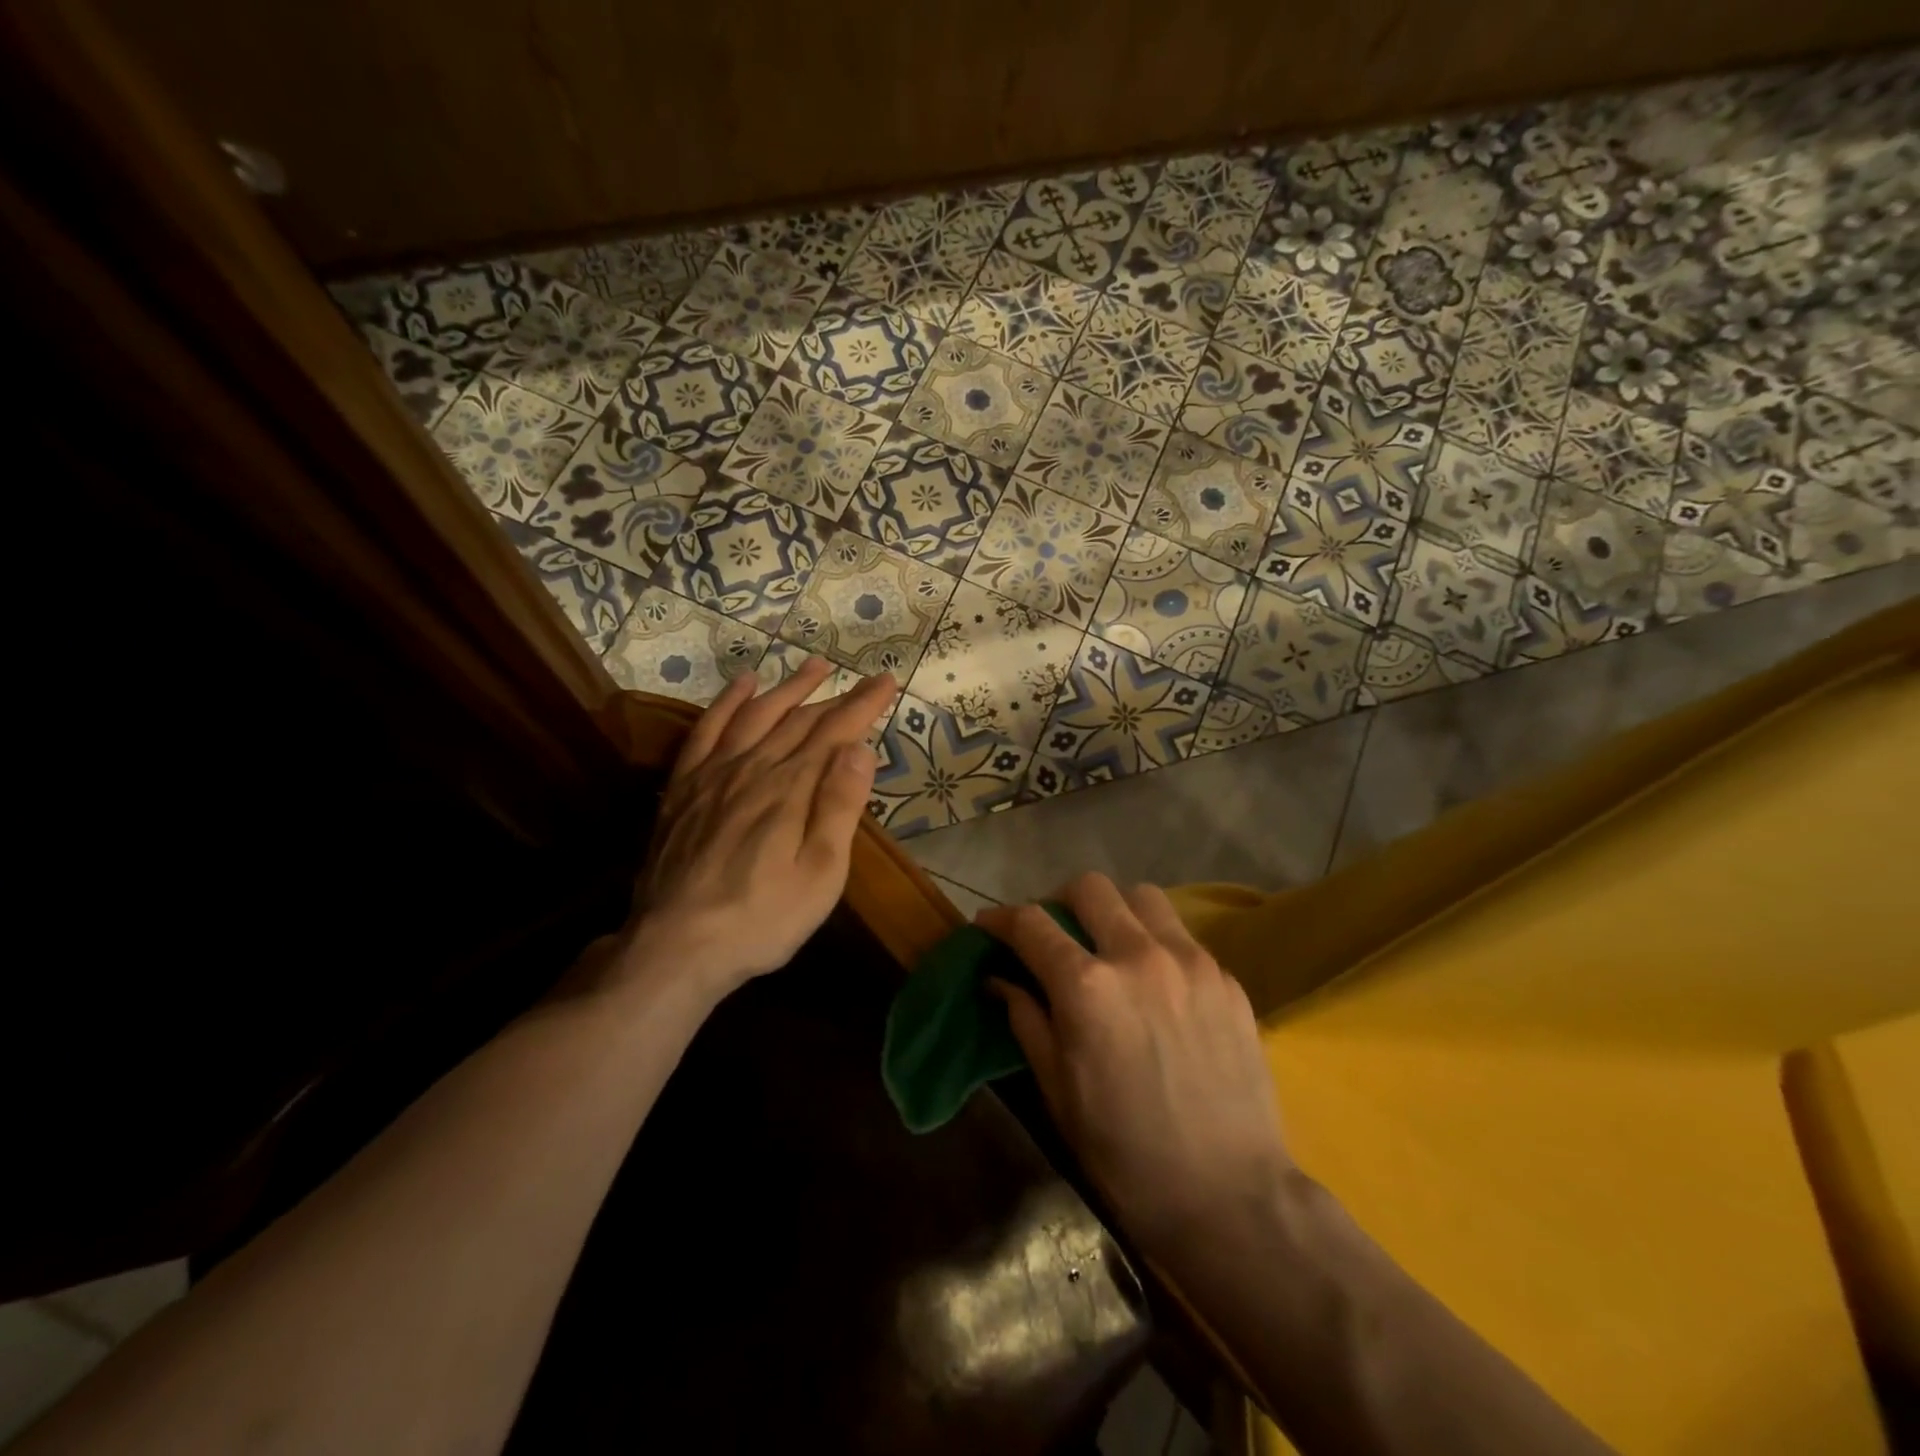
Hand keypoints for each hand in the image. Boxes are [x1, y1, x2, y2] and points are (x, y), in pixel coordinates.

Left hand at [614, 658, 895, 998]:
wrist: (676, 947)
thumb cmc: (763, 919)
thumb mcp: (821, 874)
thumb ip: (839, 807)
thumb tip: (859, 748)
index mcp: (791, 789)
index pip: (835, 733)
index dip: (863, 705)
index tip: (886, 681)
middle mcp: (753, 768)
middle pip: (799, 721)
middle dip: (835, 697)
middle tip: (862, 679)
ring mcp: (713, 774)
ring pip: (756, 716)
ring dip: (787, 688)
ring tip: (813, 666)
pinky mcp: (684, 788)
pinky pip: (707, 731)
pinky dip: (726, 703)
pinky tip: (742, 686)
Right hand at [977, 873, 1292, 1255]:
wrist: (1231, 1196)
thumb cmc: (1126, 1153)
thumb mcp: (1058, 1090)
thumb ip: (1026, 1019)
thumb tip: (999, 978)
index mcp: (1087, 987)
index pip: (1031, 924)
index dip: (1000, 918)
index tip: (989, 925)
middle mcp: (1138, 956)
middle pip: (1089, 888)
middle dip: (1059, 901)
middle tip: (1054, 934)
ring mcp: (1190, 962)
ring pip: (1142, 898)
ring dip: (1114, 910)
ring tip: (1108, 946)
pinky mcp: (1226, 978)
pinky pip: (1181, 936)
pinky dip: (1155, 943)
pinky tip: (1155, 984)